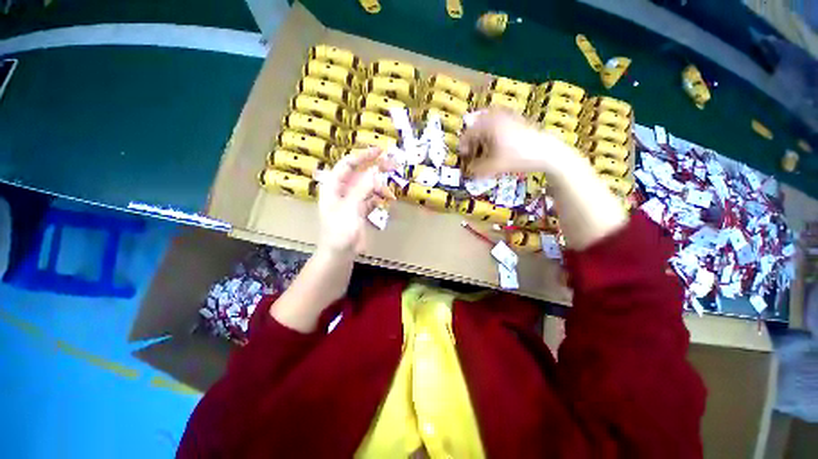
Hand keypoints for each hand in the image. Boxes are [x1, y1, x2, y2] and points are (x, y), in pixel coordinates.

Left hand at [317, 147, 395, 255]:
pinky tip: (387, 201)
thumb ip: (362, 189)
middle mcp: (343, 190)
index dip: (363, 156)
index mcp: (334, 186)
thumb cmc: (339, 232)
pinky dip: (379, 198)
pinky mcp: (359, 210)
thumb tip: (375, 171)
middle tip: (393, 166)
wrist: (339, 254)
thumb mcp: (350, 209)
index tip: (380, 151)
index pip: (348, 164)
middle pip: (360, 174)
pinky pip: (371, 198)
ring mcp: (352, 200)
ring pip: (368, 186)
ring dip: (380, 187)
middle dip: (376, 169)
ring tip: (390, 194)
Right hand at [457, 109, 575, 176]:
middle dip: (472, 139)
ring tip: (482, 148)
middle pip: (477, 125)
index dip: (463, 145)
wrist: (546, 152)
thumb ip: (477, 169)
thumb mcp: (494, 166)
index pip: (469, 132)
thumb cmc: (518, 157)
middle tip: (471, 151)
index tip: (462, 155)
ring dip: (482, 135)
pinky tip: (496, 144)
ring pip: (487, 123)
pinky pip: (498, 122)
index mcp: (489, 125)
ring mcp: (508, 116)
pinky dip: (492, 132)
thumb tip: (468, 171)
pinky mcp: (517, 119)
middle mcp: (497, 116)